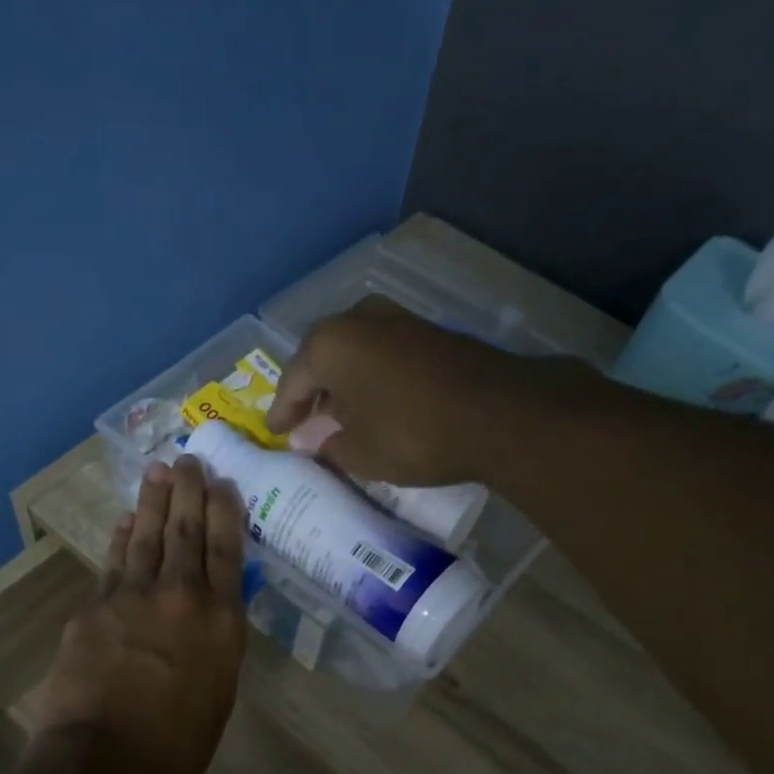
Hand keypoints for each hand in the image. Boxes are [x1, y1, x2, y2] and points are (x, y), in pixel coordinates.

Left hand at [29, 455, 247, 773]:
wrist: (109, 760)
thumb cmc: (179, 742)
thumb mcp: (219, 688)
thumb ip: (215, 640)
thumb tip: (209, 611)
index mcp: (221, 619)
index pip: (226, 549)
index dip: (224, 511)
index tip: (222, 483)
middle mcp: (181, 595)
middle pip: (185, 530)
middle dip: (189, 491)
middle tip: (189, 460)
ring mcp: (132, 596)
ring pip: (146, 536)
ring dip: (152, 501)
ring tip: (159, 471)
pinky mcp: (94, 607)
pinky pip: (112, 563)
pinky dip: (119, 539)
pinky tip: (124, 520)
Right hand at [266, 296, 543, 485]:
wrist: (498, 414)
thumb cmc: (412, 434)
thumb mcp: (360, 454)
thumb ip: (330, 446)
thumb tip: (319, 443)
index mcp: (329, 345)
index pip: (292, 381)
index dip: (282, 412)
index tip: (275, 433)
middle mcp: (358, 320)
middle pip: (321, 357)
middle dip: (311, 390)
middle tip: (303, 420)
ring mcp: (398, 320)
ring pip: (354, 352)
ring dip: (342, 382)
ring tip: (338, 413)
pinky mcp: (429, 332)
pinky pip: (382, 353)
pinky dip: (370, 376)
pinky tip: (374, 402)